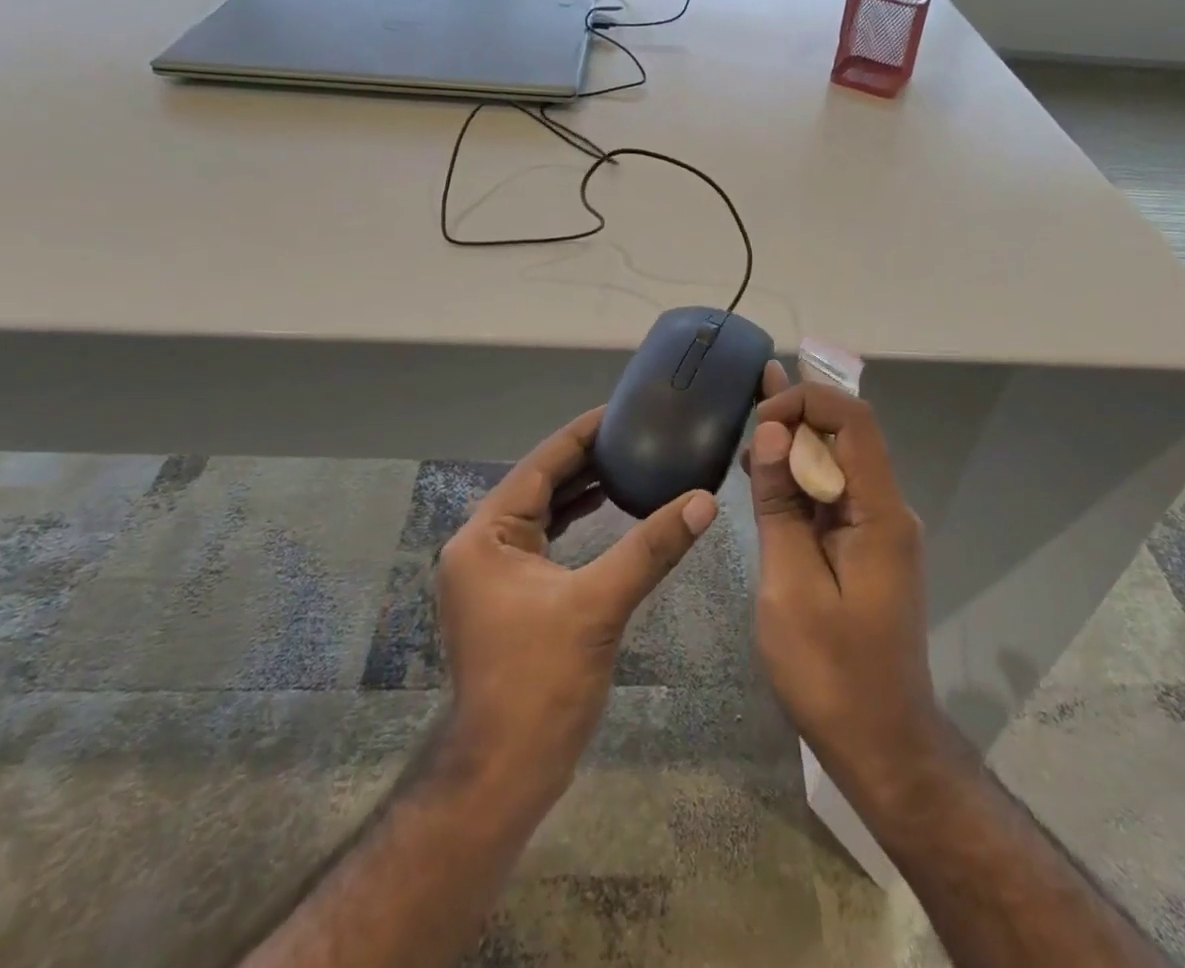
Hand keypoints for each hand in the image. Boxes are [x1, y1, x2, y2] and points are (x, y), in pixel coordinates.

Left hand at [435, 406, 718, 802]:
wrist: (503, 774)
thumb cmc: (540, 683)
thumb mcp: (599, 605)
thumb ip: (651, 548)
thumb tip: (704, 502)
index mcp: (485, 535)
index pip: (540, 466)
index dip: (581, 434)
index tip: (621, 410)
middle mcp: (481, 545)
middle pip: (540, 484)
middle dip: (587, 459)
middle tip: (636, 433)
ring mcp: (493, 571)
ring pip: (543, 512)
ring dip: (583, 489)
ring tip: (631, 462)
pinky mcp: (510, 594)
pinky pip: (546, 539)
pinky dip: (576, 521)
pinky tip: (610, 510)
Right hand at [747, 364, 942, 812]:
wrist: (881, 744)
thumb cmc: (831, 671)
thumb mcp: (791, 584)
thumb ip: (781, 503)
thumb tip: (774, 433)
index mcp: (881, 513)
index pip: (854, 422)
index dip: (807, 401)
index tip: (761, 419)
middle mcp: (888, 510)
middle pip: (848, 438)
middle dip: (800, 412)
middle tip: (750, 391)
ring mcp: (879, 531)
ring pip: (839, 466)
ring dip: (797, 444)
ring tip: (752, 422)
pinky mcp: (865, 550)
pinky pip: (834, 498)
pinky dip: (800, 481)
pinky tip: (766, 472)